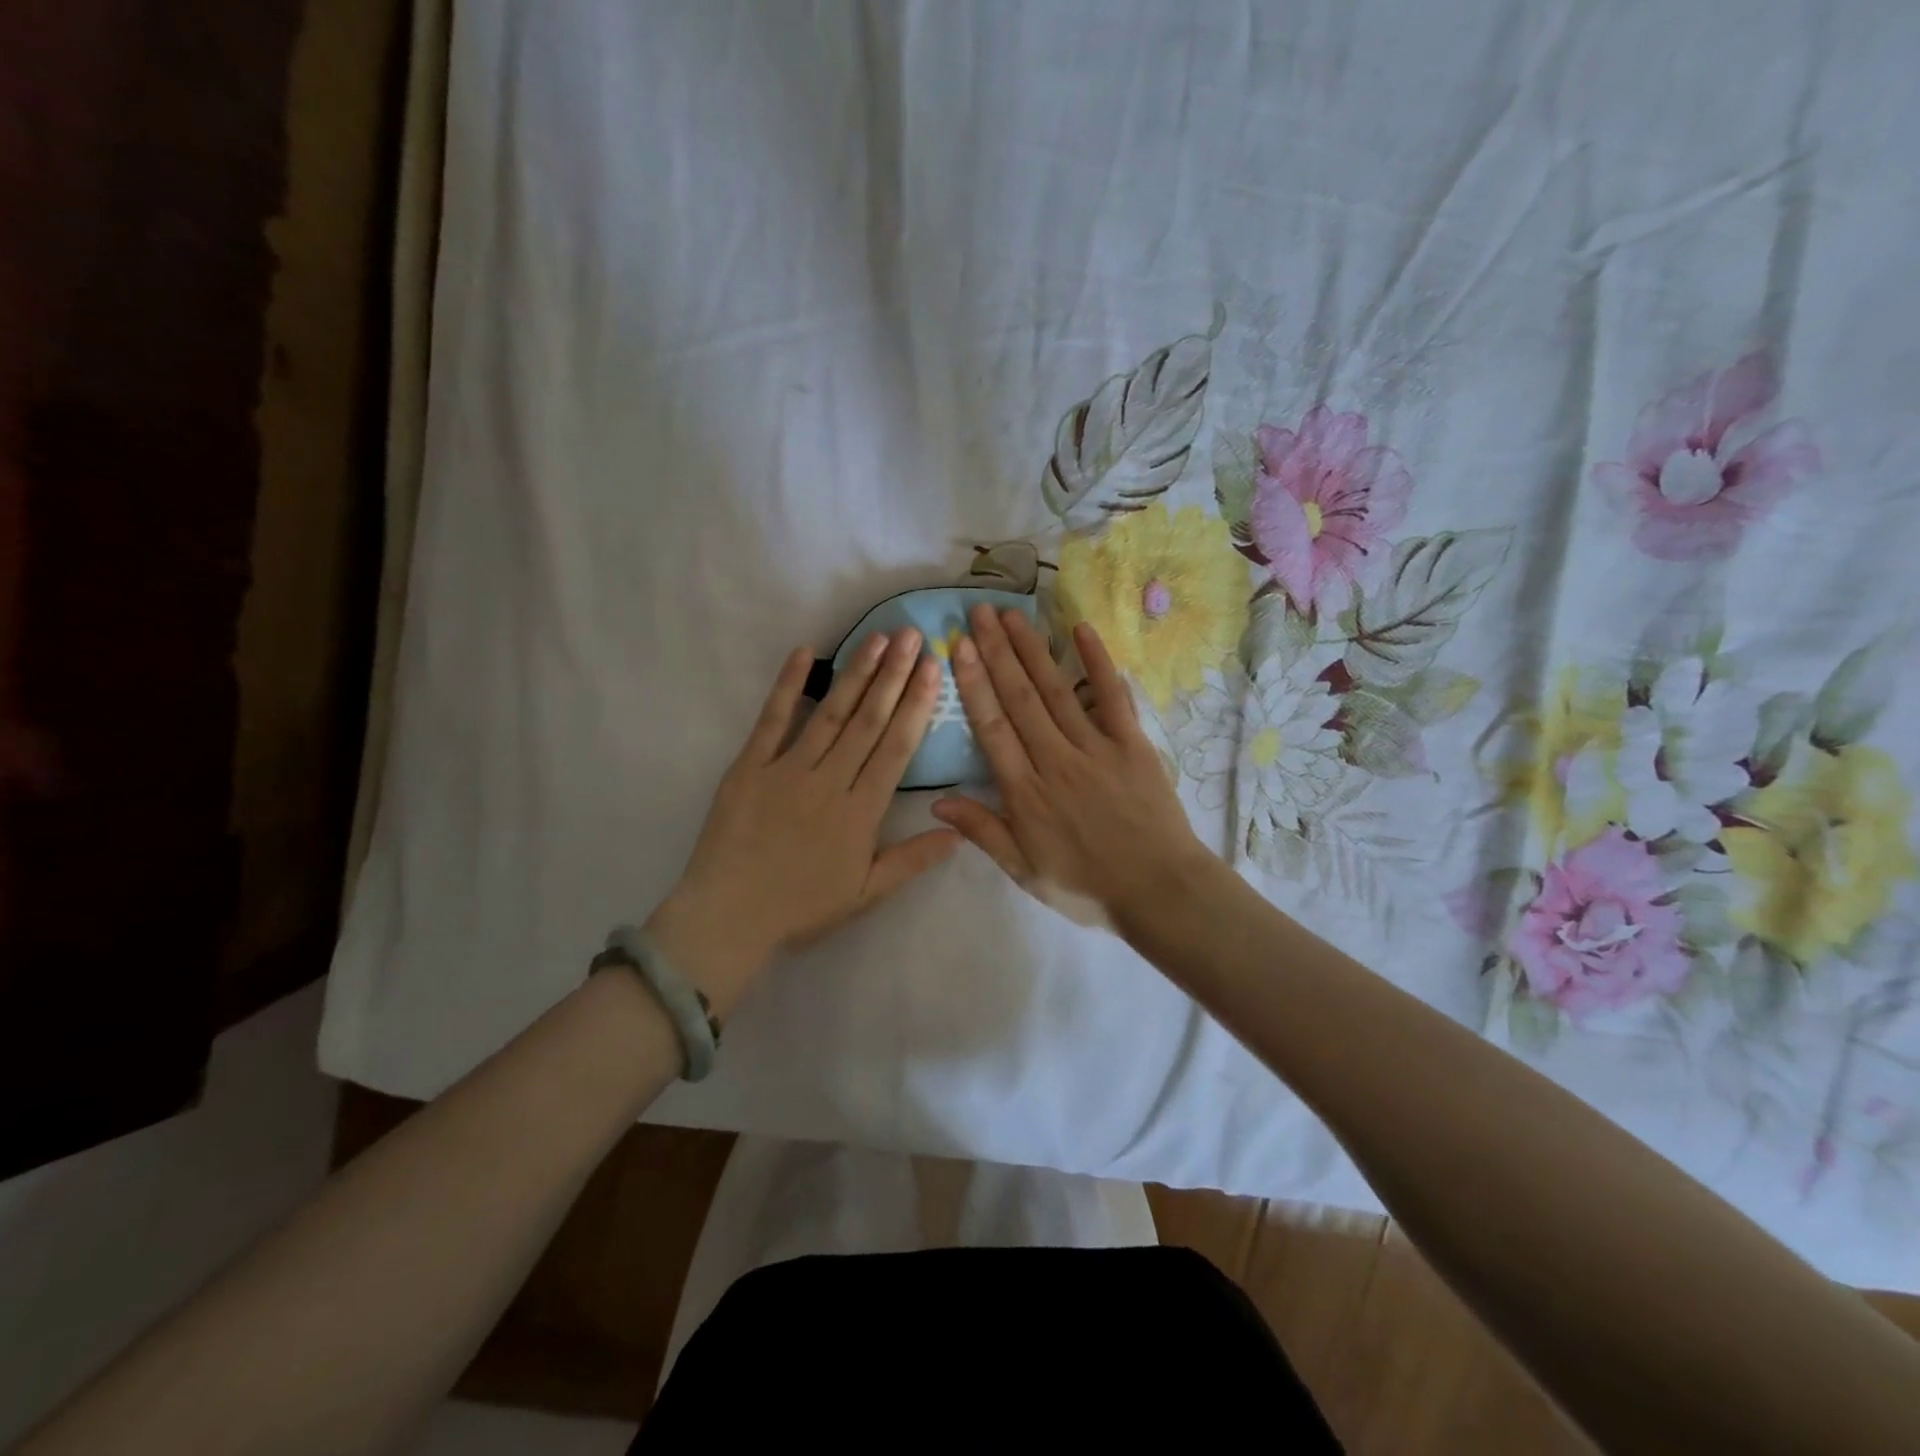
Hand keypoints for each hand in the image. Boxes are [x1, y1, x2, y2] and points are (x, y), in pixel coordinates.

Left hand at [647, 630, 959, 1016]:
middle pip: (869, 721)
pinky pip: (771, 720)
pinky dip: (787, 685)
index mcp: (861, 812)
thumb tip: (958, 833)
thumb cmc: (801, 908)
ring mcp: (787, 769)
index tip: (932, 668)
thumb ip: (912, 860)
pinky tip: (804, 653)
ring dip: (856, 674)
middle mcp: (830, 781)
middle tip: (912, 634)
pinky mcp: (749, 767)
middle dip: (893, 675)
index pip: (897, 747)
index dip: (917, 704)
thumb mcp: (866, 894)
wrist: (728, 918)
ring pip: (830, 714)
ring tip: (877, 638)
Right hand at [931, 605, 1211, 927]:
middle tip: (979, 612)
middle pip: (1020, 698)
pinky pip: (1112, 696)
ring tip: (1012, 615)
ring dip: (1032, 650)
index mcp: (1026, 791)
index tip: (958, 647)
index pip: (992, 727)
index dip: (973, 684)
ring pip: (1057, 690)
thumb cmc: (1086, 885)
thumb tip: (936, 802)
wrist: (1159, 891)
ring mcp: (1096, 747)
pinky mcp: (1132, 743)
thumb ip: (983, 831)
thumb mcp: (1024, 870)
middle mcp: (1055, 759)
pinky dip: (1097, 663)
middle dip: (996, 652)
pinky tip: (1080, 630)